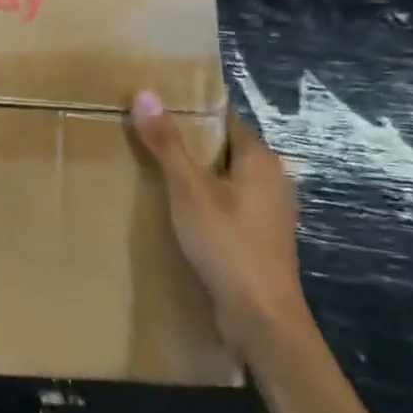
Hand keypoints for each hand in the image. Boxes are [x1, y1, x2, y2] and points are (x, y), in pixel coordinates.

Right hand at [130, 92, 311, 355]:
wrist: (261, 320)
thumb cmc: (227, 245)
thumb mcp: (189, 190)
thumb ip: (167, 143)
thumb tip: (144, 93)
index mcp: (260, 159)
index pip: (222, 118)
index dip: (188, 109)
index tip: (151, 106)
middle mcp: (271, 179)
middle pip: (221, 147)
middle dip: (185, 142)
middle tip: (141, 135)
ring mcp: (267, 211)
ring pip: (222, 177)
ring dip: (192, 174)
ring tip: (149, 169)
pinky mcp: (258, 237)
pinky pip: (225, 204)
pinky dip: (201, 200)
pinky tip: (173, 209)